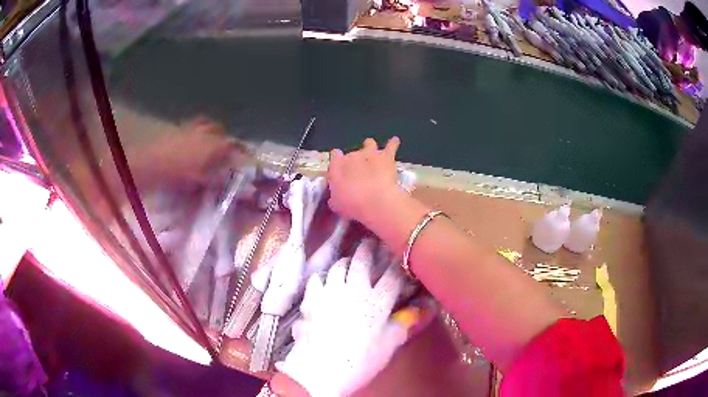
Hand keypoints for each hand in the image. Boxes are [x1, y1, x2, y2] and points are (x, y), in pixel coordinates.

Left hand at [275, 240, 406, 396]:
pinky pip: (317, 279)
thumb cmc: (360, 362)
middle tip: (368, 244)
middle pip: (362, 261)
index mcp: (378, 302)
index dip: (396, 265)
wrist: (321, 369)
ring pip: (338, 266)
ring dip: (344, 262)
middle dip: (367, 250)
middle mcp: (355, 290)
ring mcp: (331, 291)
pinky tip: (324, 283)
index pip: (392, 276)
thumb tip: (418, 313)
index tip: (398, 257)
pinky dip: (322, 278)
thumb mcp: (388, 347)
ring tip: (347, 263)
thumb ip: (402, 326)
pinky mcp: (311, 298)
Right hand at [327, 137, 400, 229]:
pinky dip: (392, 144)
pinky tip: (394, 141)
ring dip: (370, 147)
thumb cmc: (352, 204)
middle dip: (354, 160)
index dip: (337, 161)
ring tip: (373, 152)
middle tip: (358, 171)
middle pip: (352, 153)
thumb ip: (334, 197)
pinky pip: (391, 146)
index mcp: (337, 166)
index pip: (334, 156)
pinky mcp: (386, 157)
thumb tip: (334, 197)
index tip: (339, 167)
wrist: (375, 200)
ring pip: (369, 144)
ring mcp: (370, 154)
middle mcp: (352, 156)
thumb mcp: (337, 205)